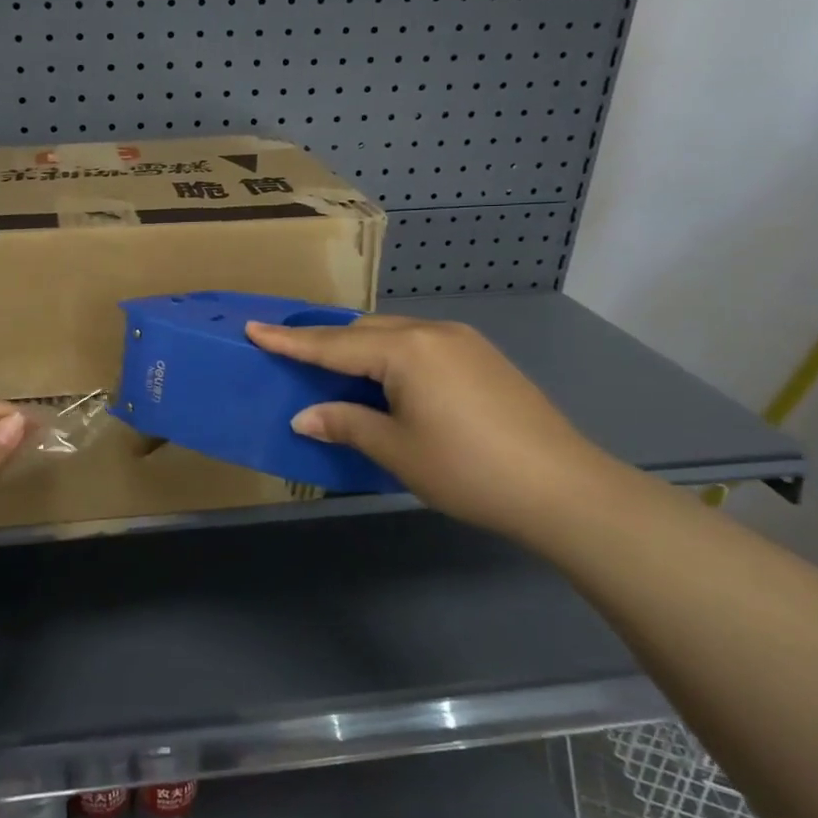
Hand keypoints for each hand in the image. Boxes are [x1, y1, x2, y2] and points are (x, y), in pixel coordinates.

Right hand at [245, 315, 629, 537]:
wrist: (563, 488)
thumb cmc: (468, 469)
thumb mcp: (396, 450)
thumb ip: (346, 424)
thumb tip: (305, 416)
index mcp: (406, 349)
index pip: (333, 344)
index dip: (290, 341)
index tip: (254, 328)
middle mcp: (432, 332)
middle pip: (363, 331)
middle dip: (325, 342)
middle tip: (290, 353)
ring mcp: (462, 341)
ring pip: (394, 334)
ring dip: (360, 349)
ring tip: (334, 369)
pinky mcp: (482, 357)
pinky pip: (420, 344)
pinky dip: (392, 356)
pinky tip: (387, 380)